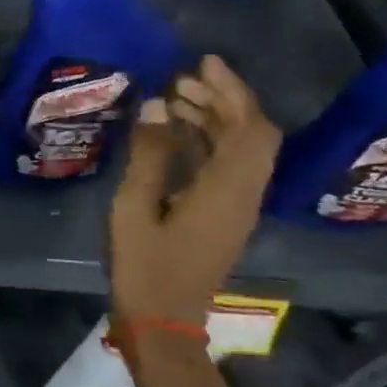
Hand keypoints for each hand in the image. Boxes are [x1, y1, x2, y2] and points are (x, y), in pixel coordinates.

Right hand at [109, 55, 280, 331]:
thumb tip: (157, 104)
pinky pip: (227, 166)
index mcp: (227, 190)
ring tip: (171, 100)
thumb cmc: (145, 265)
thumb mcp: (135, 206)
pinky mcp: (224, 216)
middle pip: (251, 135)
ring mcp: (236, 207)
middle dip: (222, 100)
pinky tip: (173, 135)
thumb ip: (148, 154)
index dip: (233, 91)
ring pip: (241, 150)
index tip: (203, 64)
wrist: (163, 322)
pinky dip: (207, 141)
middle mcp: (243, 194)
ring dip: (214, 119)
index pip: (250, 128)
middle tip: (180, 80)